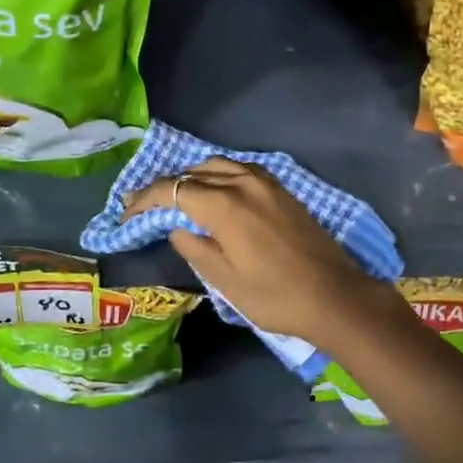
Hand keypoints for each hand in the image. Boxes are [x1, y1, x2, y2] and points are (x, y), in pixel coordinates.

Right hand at [121, 158, 395, 347]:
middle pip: (192, 173)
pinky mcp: (282, 189)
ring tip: (176, 197)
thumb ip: (194, 248)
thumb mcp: (225, 280)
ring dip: (191, 177)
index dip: (144, 201)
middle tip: (143, 206)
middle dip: (164, 187)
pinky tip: (215, 192)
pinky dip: (218, 175)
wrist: (335, 296)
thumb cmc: (275, 295)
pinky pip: (240, 170)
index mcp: (224, 204)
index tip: (126, 215)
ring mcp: (266, 182)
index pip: (172, 190)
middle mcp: (243, 182)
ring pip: (217, 165)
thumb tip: (177, 228)